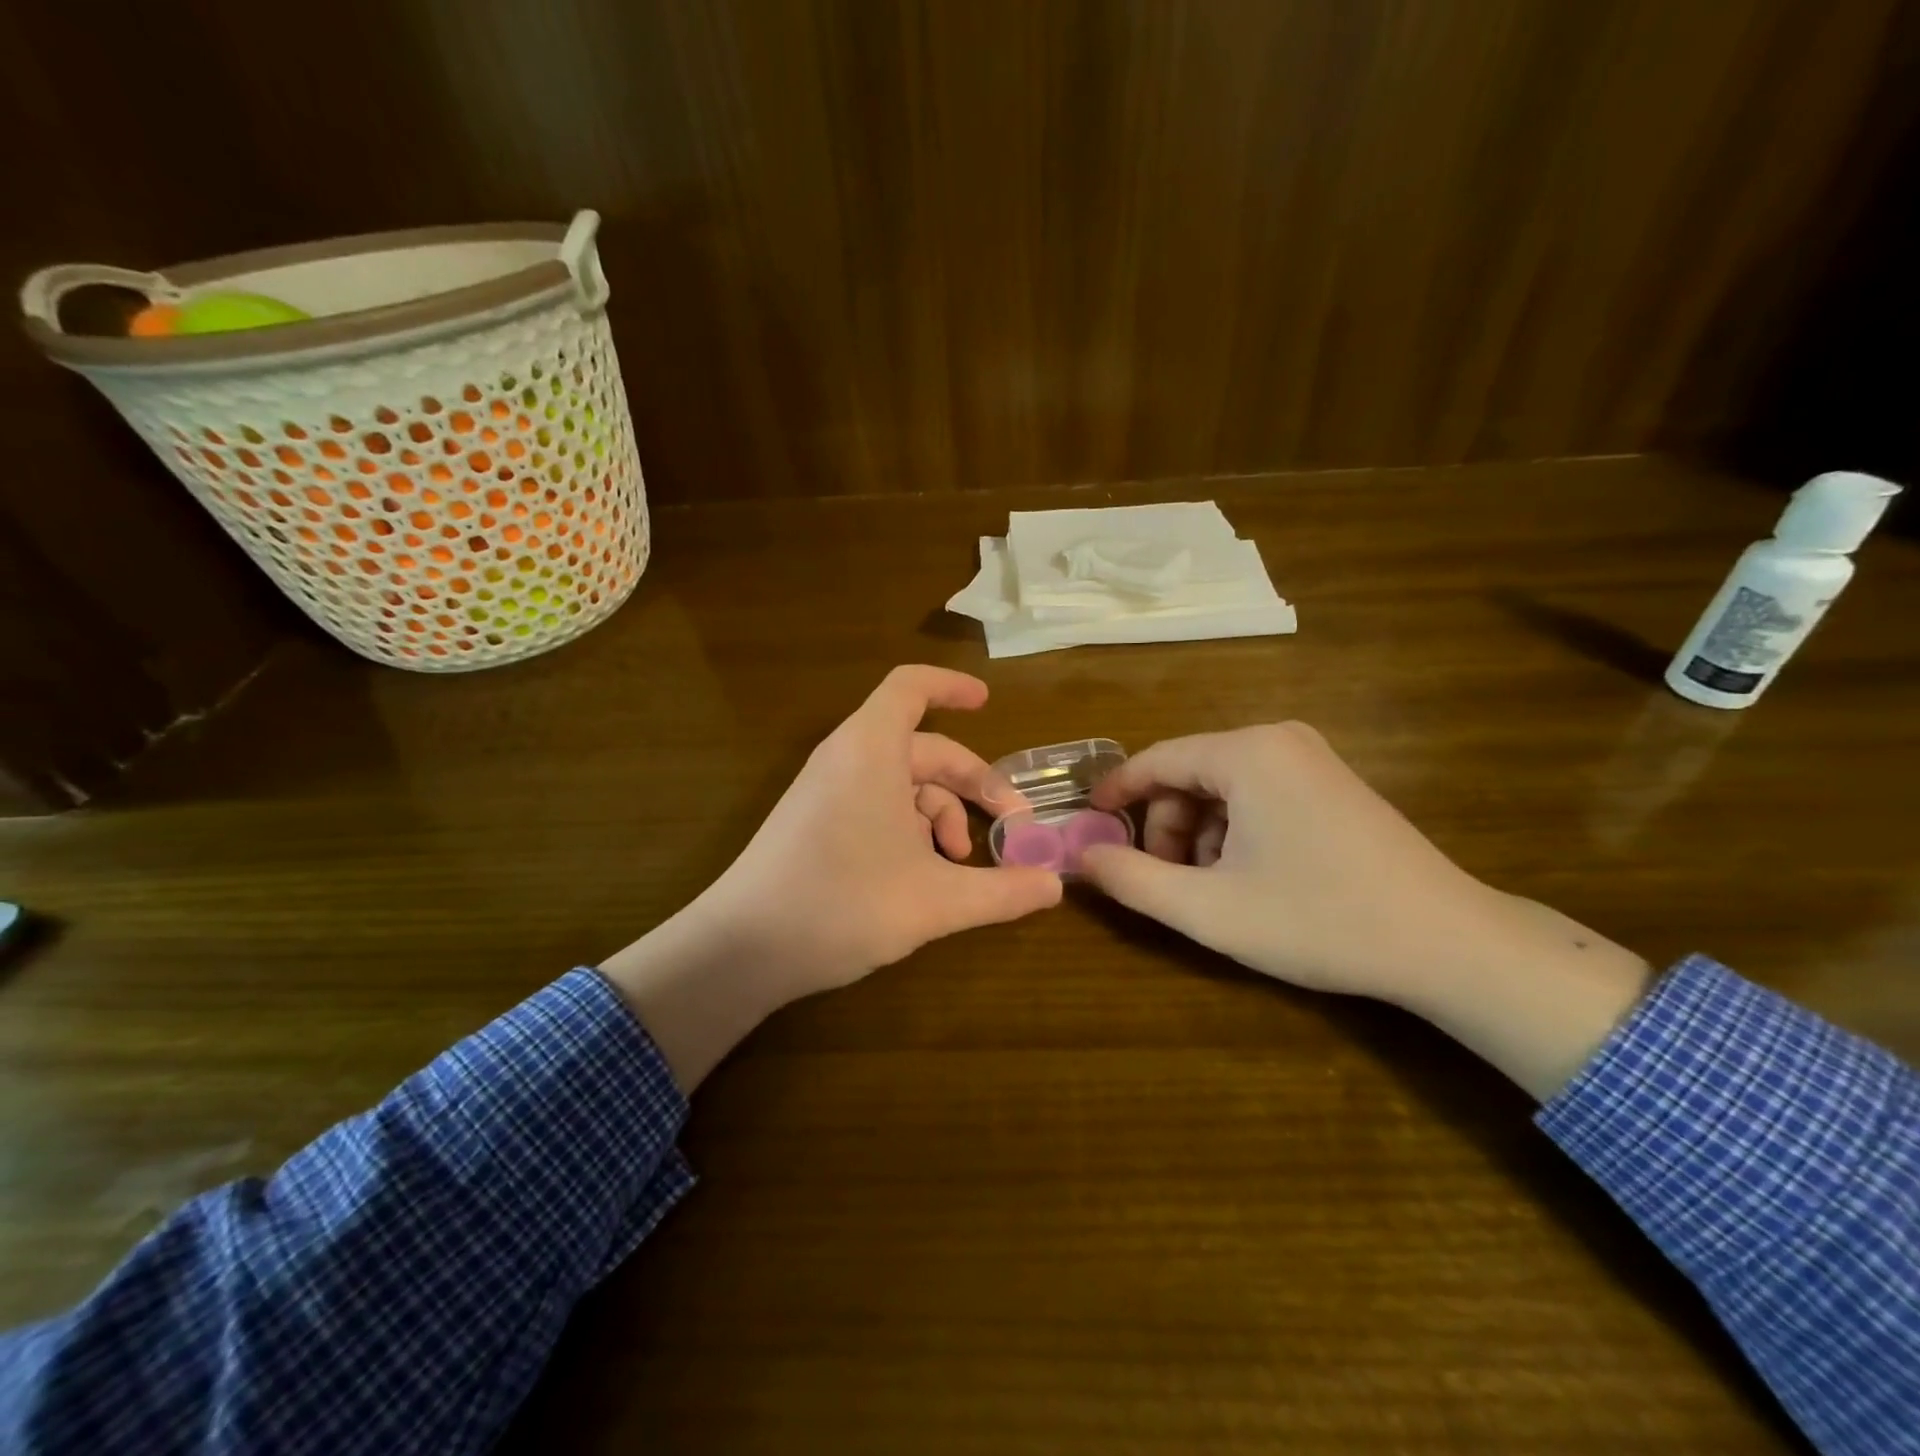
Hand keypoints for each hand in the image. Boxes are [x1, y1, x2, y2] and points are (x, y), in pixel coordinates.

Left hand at [602, 666, 1061, 1087]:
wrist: (741, 949)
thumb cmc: (842, 904)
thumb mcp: (935, 901)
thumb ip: (1001, 892)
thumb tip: (1055, 886)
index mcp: (872, 750)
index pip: (911, 687)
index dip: (952, 686)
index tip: (988, 703)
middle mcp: (847, 759)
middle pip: (923, 748)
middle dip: (972, 782)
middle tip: (1013, 825)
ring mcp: (827, 791)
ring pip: (902, 783)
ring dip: (943, 814)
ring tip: (962, 863)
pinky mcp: (815, 822)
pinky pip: (876, 805)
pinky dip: (910, 828)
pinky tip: (924, 875)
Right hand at [1080, 723, 1650, 1098]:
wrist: (1449, 943)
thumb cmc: (1319, 919)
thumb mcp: (1208, 909)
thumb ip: (1131, 880)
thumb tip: (1078, 858)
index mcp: (1246, 752)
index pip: (1156, 759)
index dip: (1116, 794)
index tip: (1088, 827)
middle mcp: (1278, 739)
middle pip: (1188, 774)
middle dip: (1166, 828)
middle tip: (1167, 883)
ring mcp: (1312, 759)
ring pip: (1222, 787)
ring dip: (1200, 835)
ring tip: (1213, 890)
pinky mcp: (1333, 784)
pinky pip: (1258, 794)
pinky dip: (1236, 831)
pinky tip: (1251, 878)